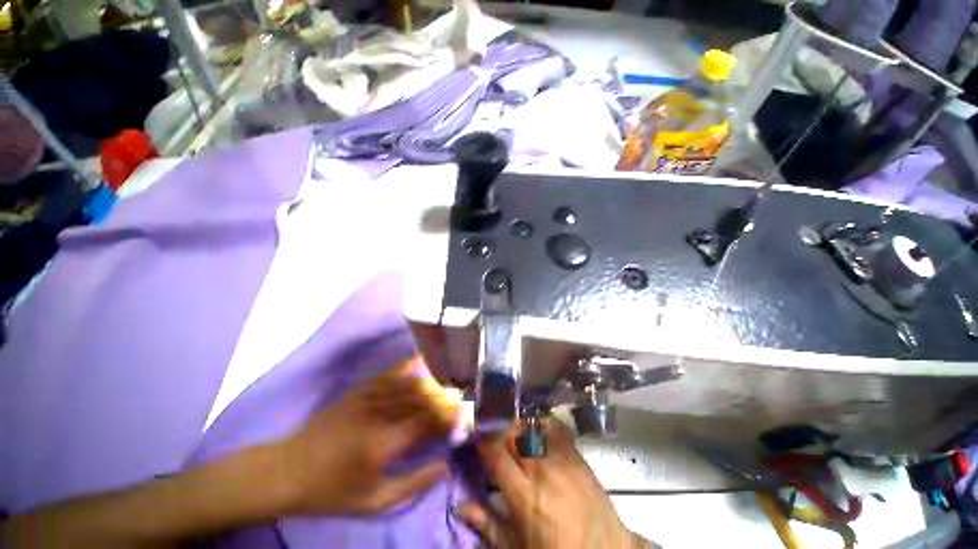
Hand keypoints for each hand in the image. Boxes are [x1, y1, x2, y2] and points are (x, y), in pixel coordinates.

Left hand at [279, 357, 459, 514]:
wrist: (288, 470)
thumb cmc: (331, 492)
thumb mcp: (372, 503)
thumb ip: (413, 485)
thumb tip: (445, 465)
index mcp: (380, 445)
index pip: (426, 422)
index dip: (449, 417)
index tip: (466, 415)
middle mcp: (377, 415)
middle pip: (421, 398)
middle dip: (446, 397)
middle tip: (463, 397)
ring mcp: (367, 398)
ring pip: (410, 382)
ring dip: (434, 381)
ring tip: (451, 382)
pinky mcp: (360, 390)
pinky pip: (391, 373)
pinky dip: (411, 367)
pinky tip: (425, 362)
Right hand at [455, 419, 653, 547]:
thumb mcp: (516, 547)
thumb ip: (487, 523)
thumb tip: (459, 505)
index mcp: (523, 495)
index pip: (495, 452)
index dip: (482, 439)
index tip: (476, 435)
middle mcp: (541, 469)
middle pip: (513, 432)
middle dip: (500, 430)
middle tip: (495, 437)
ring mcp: (561, 458)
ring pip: (532, 426)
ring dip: (519, 426)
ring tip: (515, 435)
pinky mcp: (577, 454)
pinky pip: (555, 427)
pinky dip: (542, 424)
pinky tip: (538, 431)